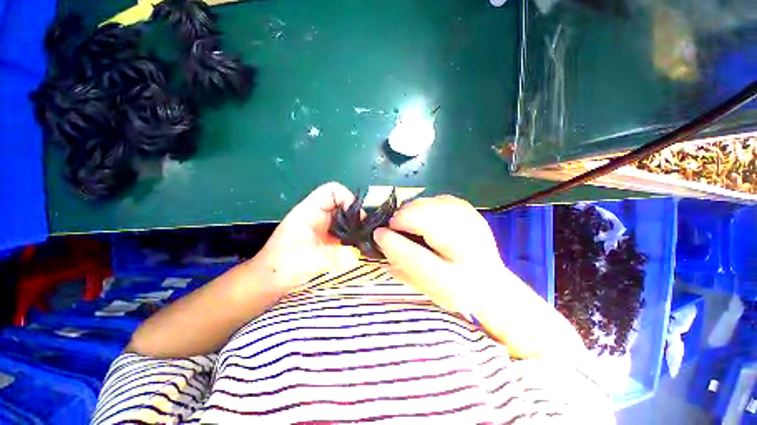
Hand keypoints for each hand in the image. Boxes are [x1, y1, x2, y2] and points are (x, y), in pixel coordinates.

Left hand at [252, 182, 361, 292]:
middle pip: (342, 203)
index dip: (347, 198)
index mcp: (309, 211)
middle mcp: (318, 215)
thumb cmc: (282, 266)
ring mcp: (323, 227)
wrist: (269, 281)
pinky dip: (352, 236)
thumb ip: (333, 257)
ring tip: (363, 240)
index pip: (332, 191)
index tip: (358, 217)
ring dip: (355, 227)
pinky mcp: (326, 238)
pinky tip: (357, 247)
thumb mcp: (308, 261)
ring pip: (345, 217)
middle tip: (365, 231)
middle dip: (356, 215)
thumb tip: (356, 256)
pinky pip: (344, 230)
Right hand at [373, 195, 505, 312]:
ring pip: (439, 207)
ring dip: (415, 208)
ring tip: (406, 217)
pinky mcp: (475, 215)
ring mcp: (476, 231)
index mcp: (454, 283)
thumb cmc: (453, 291)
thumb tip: (380, 241)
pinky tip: (423, 212)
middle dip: (406, 218)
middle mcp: (469, 255)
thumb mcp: (425, 290)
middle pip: (433, 226)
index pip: (418, 259)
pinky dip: (428, 203)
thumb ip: (401, 268)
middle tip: (393, 222)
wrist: (490, 284)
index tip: (378, 233)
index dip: (393, 243)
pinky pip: (446, 200)